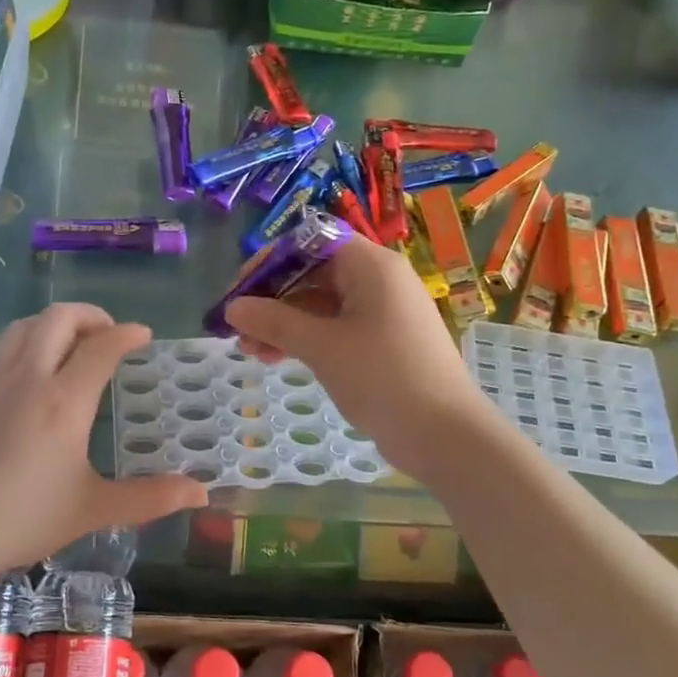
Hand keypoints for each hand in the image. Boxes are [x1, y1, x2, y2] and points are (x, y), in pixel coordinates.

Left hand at [0, 303, 207, 576]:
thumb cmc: (27, 518)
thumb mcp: (95, 509)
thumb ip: (151, 497)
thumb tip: (201, 493)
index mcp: (65, 401)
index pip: (102, 347)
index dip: (127, 334)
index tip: (143, 336)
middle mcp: (29, 378)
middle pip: (59, 319)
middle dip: (90, 315)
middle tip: (108, 334)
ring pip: (24, 326)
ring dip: (52, 322)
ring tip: (70, 341)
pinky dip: (16, 339)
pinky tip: (23, 358)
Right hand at [226, 238, 498, 479]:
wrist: (444, 434)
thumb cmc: (382, 378)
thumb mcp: (321, 346)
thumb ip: (274, 322)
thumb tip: (233, 308)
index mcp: (371, 265)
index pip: (311, 242)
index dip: (272, 262)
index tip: (240, 291)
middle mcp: (379, 280)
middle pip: (314, 273)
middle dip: (272, 299)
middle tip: (238, 328)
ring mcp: (383, 312)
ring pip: (322, 305)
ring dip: (285, 323)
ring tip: (251, 352)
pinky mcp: (384, 341)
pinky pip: (337, 327)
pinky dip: (308, 338)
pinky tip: (279, 358)